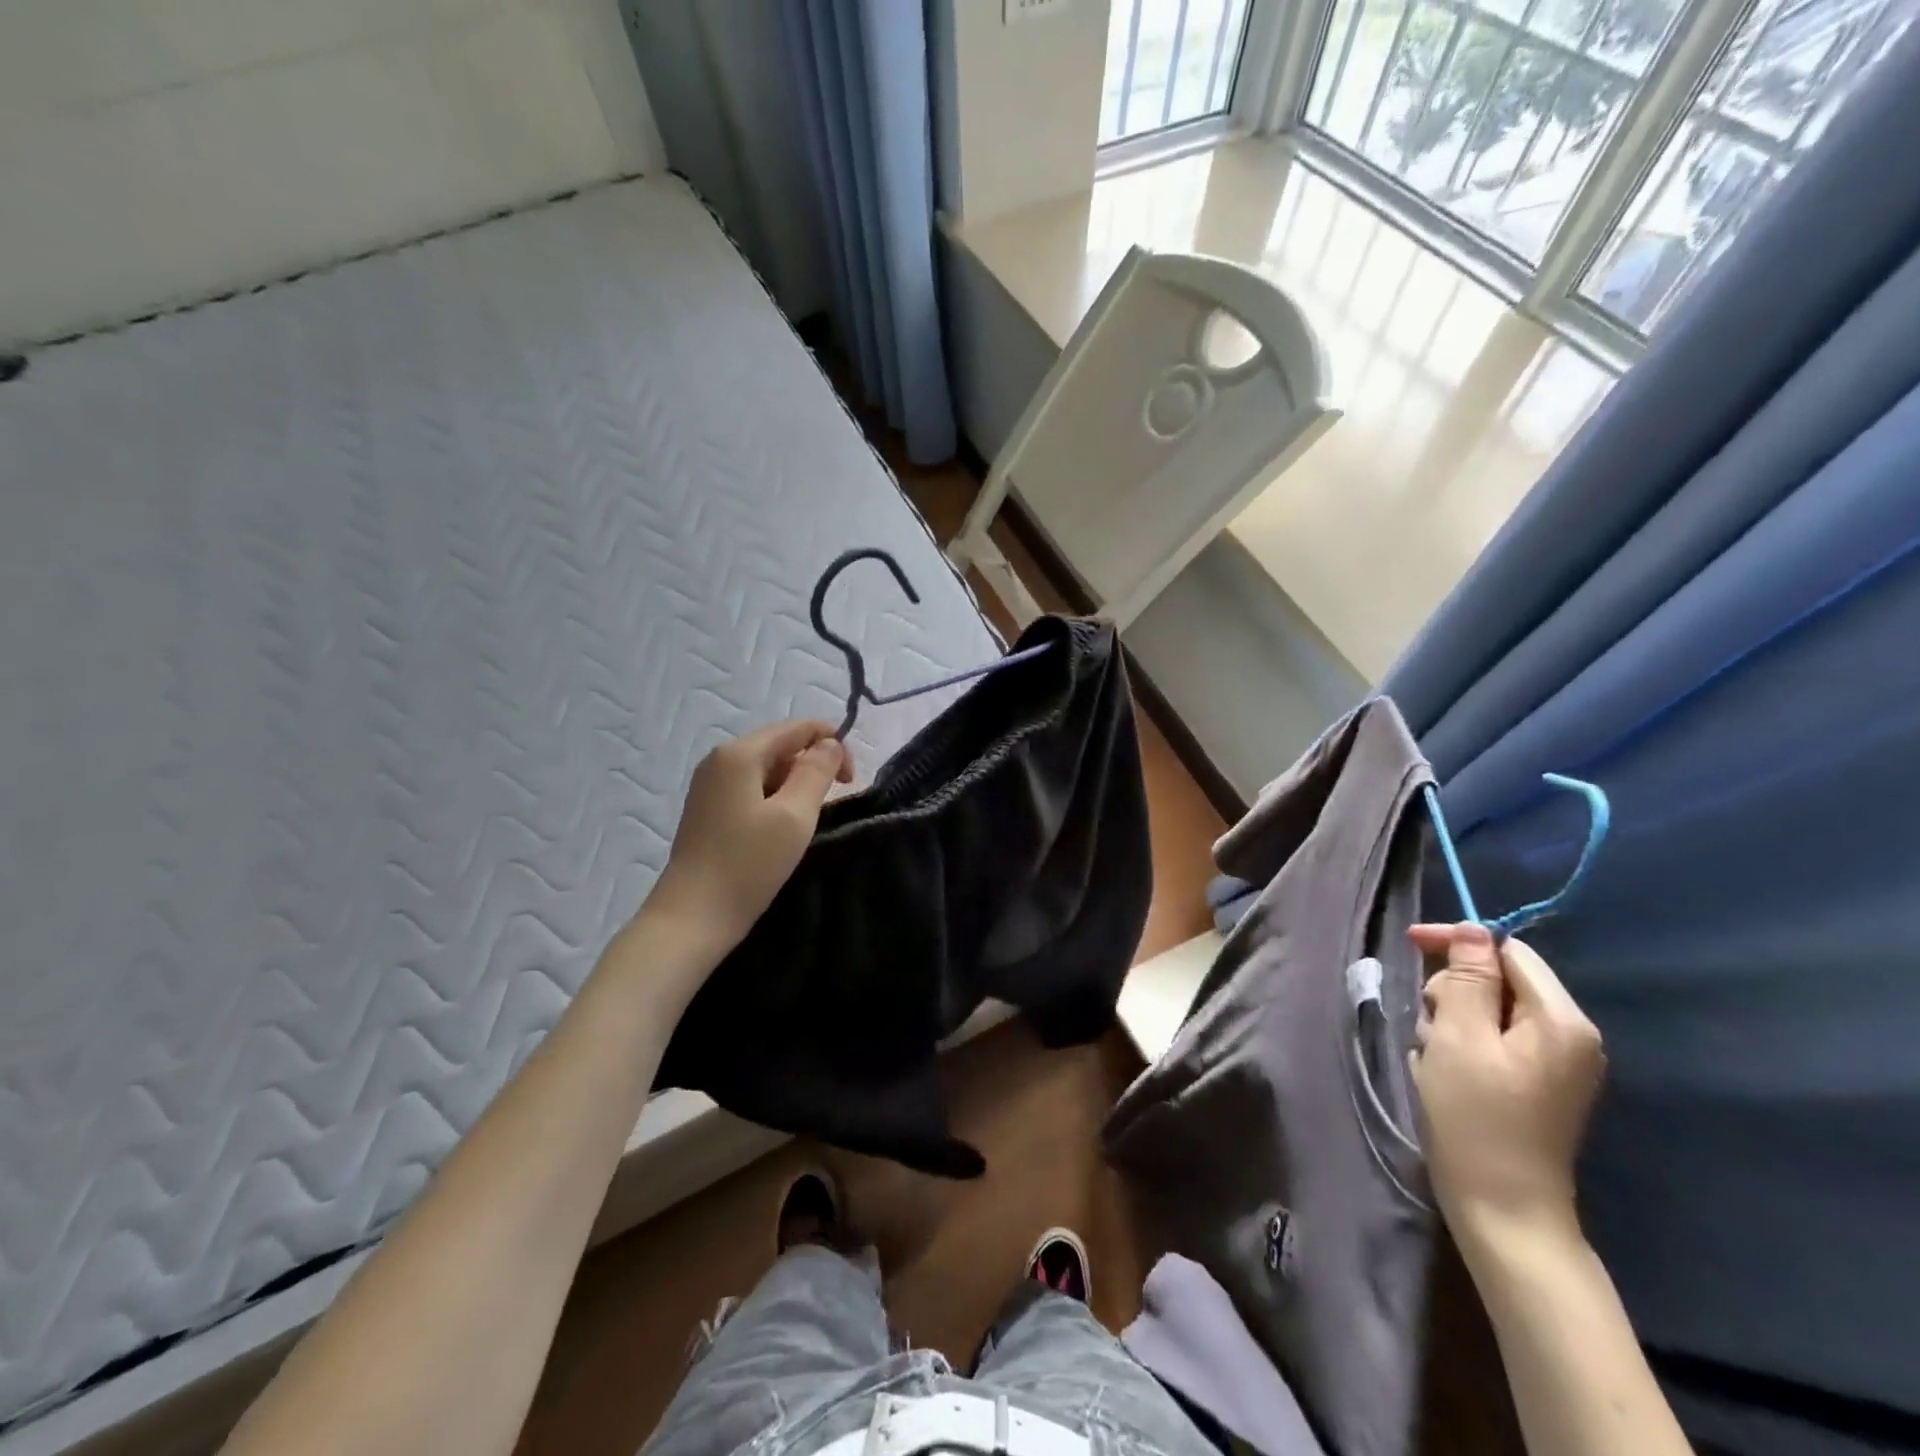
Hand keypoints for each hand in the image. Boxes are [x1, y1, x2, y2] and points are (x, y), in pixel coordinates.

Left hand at [645, 720, 852, 961]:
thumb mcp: (795, 815)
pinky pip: (751, 786)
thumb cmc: (748, 864)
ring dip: (795, 782)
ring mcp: (710, 783)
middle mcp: (720, 759)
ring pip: (766, 767)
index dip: (832, 743)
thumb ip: (817, 771)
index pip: (797, 728)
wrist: (693, 916)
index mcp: (740, 753)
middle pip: (780, 744)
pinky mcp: (708, 807)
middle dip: (814, 763)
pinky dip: (775, 796)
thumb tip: (830, 743)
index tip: (851, 780)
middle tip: (836, 799)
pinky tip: (782, 825)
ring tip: (809, 817)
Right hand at [1409, 923, 1605, 1255]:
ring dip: (1451, 1021)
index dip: (1458, 943)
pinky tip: (1444, 1070)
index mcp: (1561, 1020)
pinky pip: (1491, 1039)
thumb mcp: (1460, 1036)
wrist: (1503, 1209)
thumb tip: (1473, 930)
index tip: (1410, 944)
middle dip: (1453, 992)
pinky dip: (1461, 1044)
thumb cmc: (1476, 1117)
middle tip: (1431, 1029)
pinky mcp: (1536, 1084)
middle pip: (1498, 979)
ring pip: (1488, 1009)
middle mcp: (1570, 1036)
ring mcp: (1555, 1063)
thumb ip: (1469, 977)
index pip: (1508, 951)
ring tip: (1435, 1056)